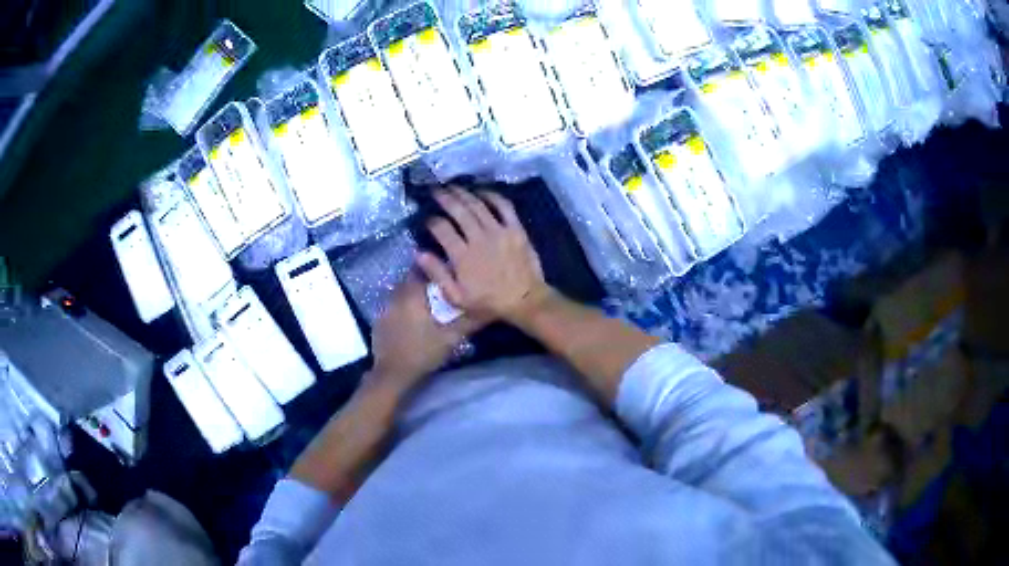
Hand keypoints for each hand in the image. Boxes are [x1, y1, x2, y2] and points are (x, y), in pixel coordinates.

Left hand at [369, 270, 482, 394]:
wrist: (394, 373)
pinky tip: (410, 319)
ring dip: (411, 294)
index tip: (444, 273)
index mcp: (413, 296)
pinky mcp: (379, 320)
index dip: (432, 269)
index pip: (421, 269)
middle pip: (409, 279)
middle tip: (437, 290)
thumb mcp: (451, 338)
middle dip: (422, 281)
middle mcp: (396, 296)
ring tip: (425, 303)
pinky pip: (392, 305)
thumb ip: (467, 321)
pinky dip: (401, 307)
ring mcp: (385, 308)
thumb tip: (486, 308)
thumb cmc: (423, 353)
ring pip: (399, 292)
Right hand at [417, 188, 550, 321]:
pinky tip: (481, 191)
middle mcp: (479, 238)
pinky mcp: (515, 228)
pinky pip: (503, 206)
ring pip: (478, 205)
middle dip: (444, 198)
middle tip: (435, 190)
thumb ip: (437, 274)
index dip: (431, 221)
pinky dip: (492, 195)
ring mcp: (499, 231)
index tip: (426, 218)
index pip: (441, 229)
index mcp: (462, 256)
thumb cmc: (488, 301)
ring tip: (453, 187)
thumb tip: (419, 253)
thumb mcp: (456, 297)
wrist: (525, 300)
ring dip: (464, 193)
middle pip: (459, 211)